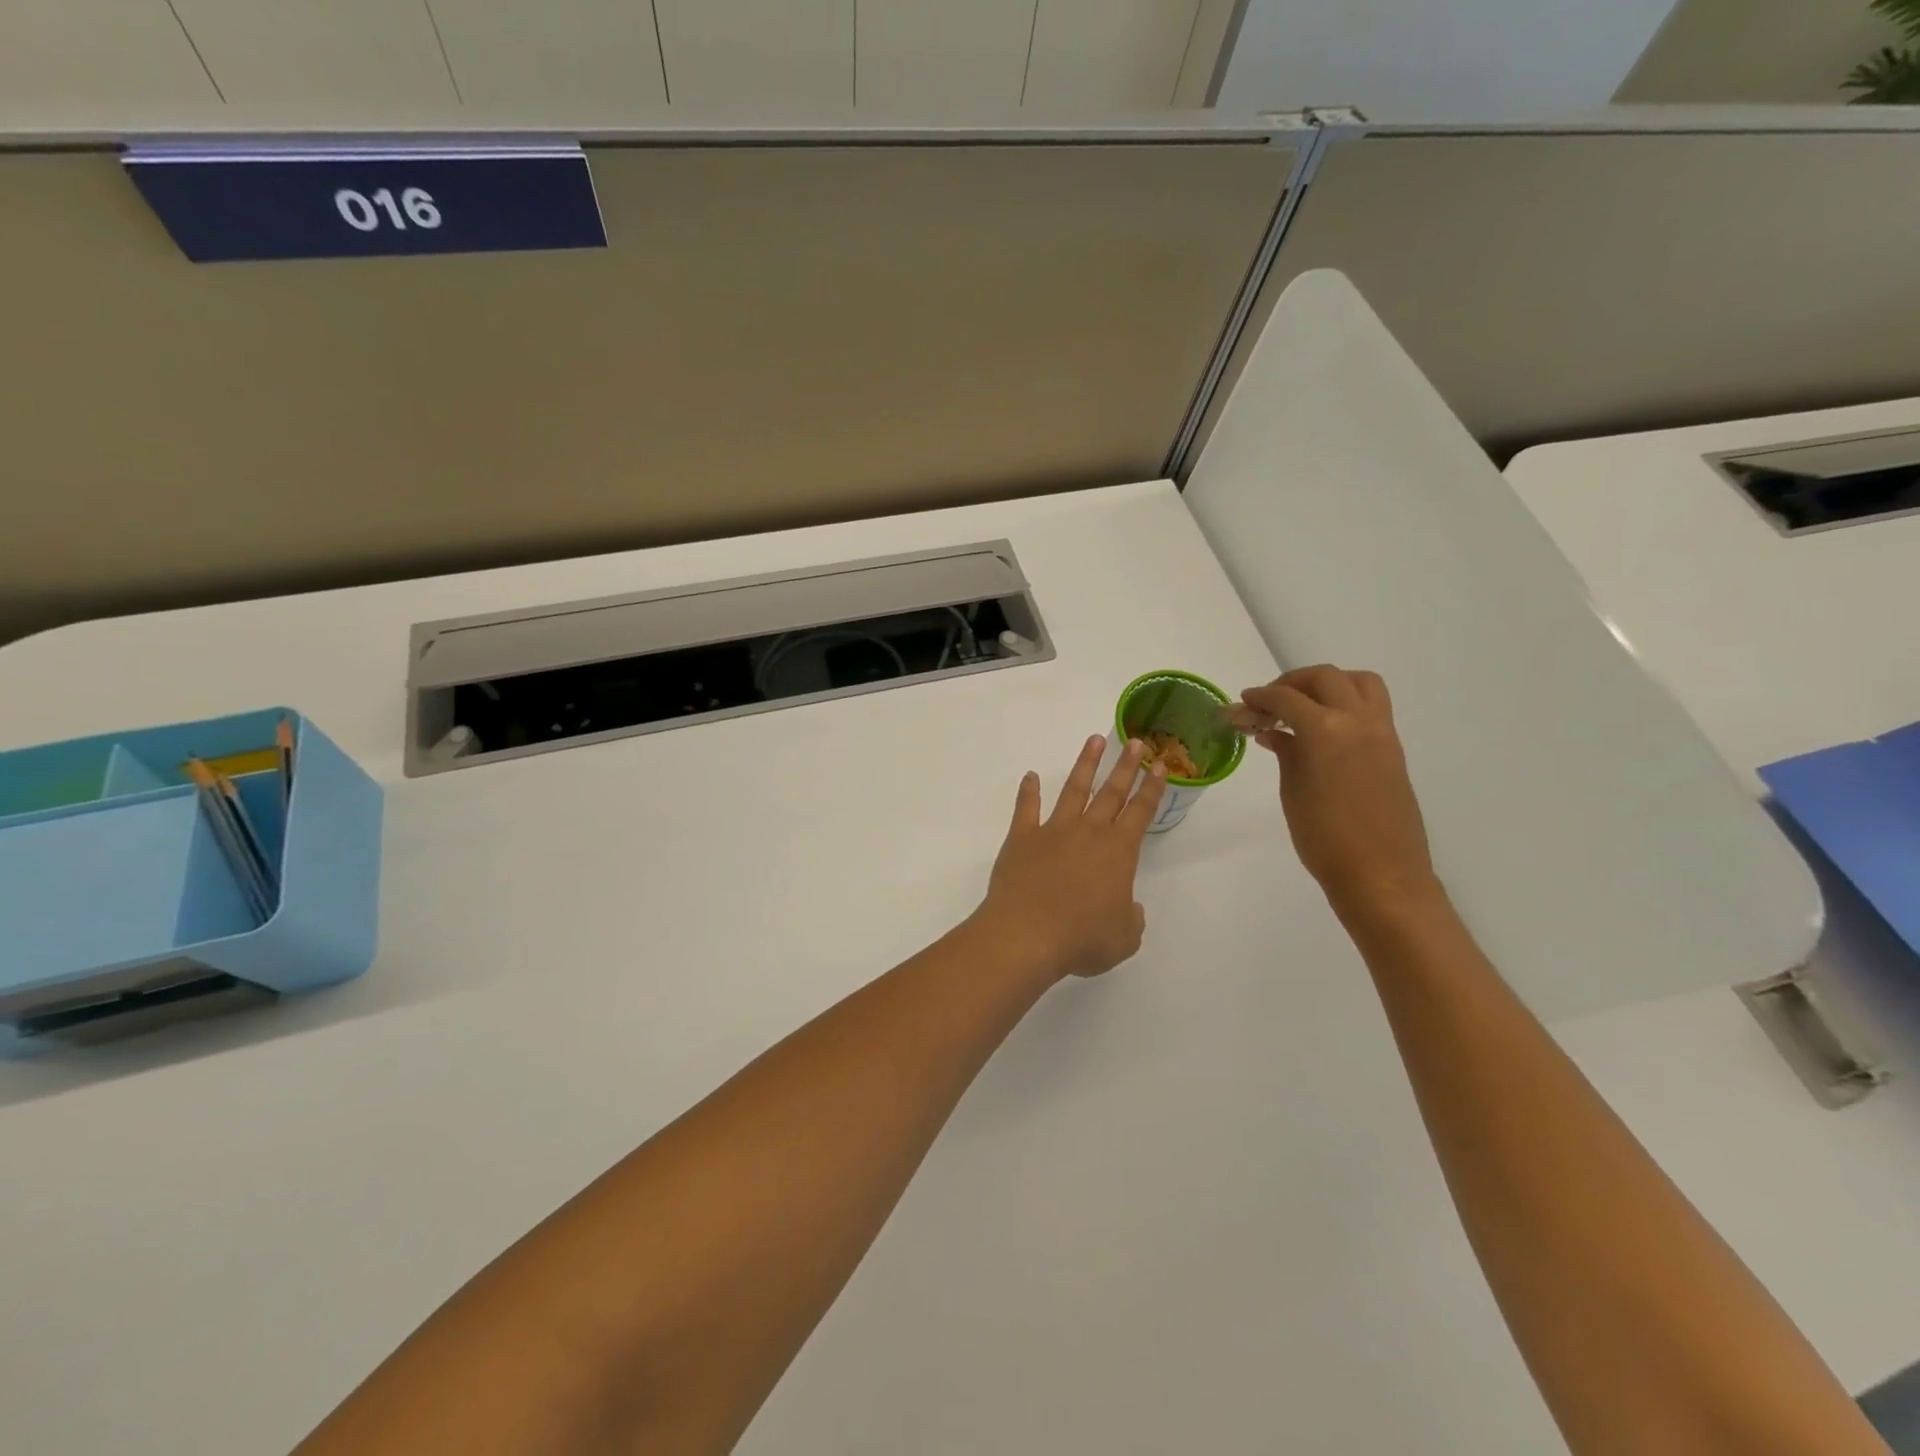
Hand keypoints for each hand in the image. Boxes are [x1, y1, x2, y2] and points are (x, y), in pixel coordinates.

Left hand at [973, 735, 1167, 982]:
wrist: (1027, 934)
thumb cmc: (1082, 938)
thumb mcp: (1123, 939)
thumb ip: (1132, 919)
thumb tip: (1129, 908)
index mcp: (1118, 852)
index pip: (1141, 812)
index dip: (1152, 788)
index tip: (1159, 765)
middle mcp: (1088, 832)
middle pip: (1111, 792)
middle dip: (1125, 766)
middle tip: (1134, 741)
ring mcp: (1053, 831)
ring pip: (1073, 790)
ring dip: (1085, 764)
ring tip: (1094, 740)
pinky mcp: (1022, 838)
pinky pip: (1026, 808)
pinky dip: (1029, 791)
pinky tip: (1031, 776)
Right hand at [1239, 665, 1438, 916]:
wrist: (1381, 875)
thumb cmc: (1325, 838)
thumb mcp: (1293, 791)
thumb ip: (1286, 752)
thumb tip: (1275, 733)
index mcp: (1326, 730)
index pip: (1286, 698)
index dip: (1259, 697)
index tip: (1241, 704)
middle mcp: (1358, 720)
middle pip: (1325, 677)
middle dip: (1292, 682)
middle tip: (1269, 702)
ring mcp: (1382, 733)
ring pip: (1359, 682)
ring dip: (1328, 684)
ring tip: (1304, 706)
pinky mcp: (1393, 749)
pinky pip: (1371, 707)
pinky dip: (1345, 704)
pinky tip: (1323, 731)